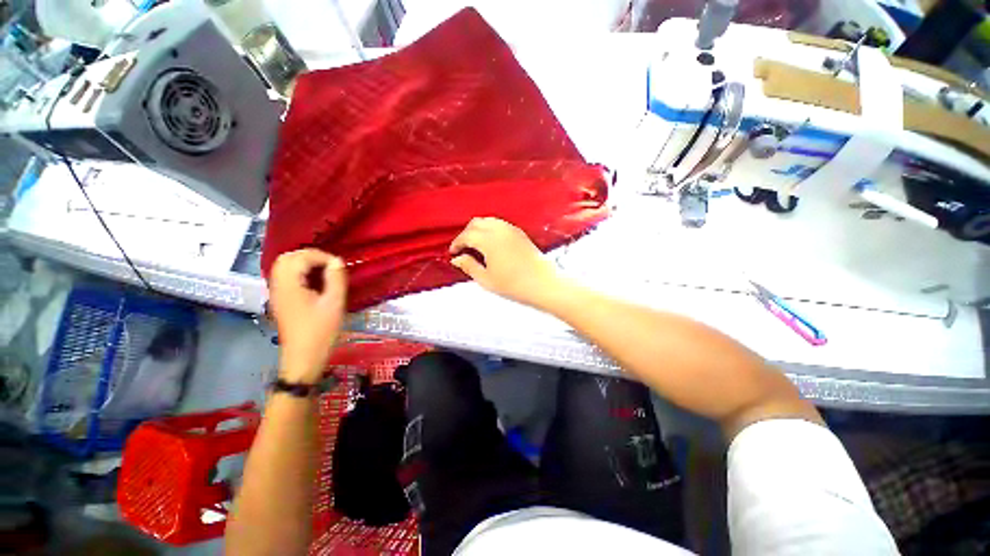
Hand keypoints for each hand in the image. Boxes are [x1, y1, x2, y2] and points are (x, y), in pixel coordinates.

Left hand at [268, 249, 346, 383]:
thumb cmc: (321, 331)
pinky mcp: (281, 300)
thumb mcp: (334, 304)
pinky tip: (316, 281)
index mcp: (290, 285)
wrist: (303, 357)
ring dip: (304, 263)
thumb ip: (336, 279)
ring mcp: (277, 293)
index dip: (321, 256)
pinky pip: (286, 277)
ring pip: (284, 266)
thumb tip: (337, 262)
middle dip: (310, 256)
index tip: (339, 265)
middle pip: (287, 258)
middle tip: (330, 265)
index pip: (300, 258)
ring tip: (325, 271)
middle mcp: (278, 286)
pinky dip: (300, 272)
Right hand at [449, 218, 561, 307]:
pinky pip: (500, 225)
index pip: (466, 235)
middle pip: (476, 223)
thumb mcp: (486, 279)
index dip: (456, 243)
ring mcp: (511, 229)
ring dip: (478, 229)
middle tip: (462, 248)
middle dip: (466, 233)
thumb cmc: (514, 285)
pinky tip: (491, 243)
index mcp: (488, 240)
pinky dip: (490, 229)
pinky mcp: (520, 233)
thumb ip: (469, 266)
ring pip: (489, 221)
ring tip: (475, 245)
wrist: (543, 284)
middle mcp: (499, 230)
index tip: (453, 252)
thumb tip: (458, 259)